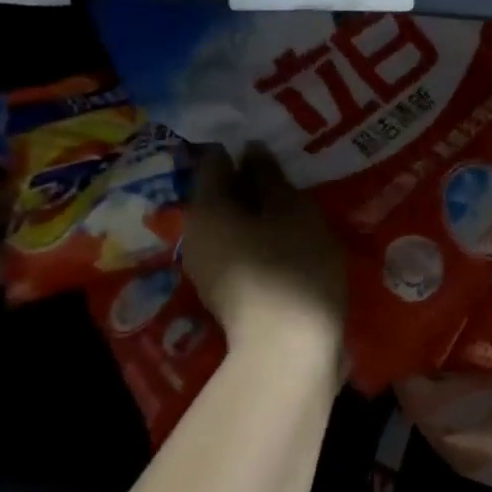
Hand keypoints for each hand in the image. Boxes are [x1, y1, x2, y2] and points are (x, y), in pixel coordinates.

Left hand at [180, 147, 346, 352]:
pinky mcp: (226, 294)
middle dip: (251, 183)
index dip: (242, 148)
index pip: (215, 161)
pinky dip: (260, 241)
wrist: (289, 348)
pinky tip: (289, 243)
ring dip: (258, 215)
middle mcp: (196, 235)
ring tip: (295, 208)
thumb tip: (250, 149)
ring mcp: (207, 269)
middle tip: (290, 174)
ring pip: (232, 226)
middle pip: (221, 196)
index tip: (273, 143)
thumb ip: (269, 175)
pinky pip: (240, 252)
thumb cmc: (293, 266)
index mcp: (207, 207)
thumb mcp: (291, 210)